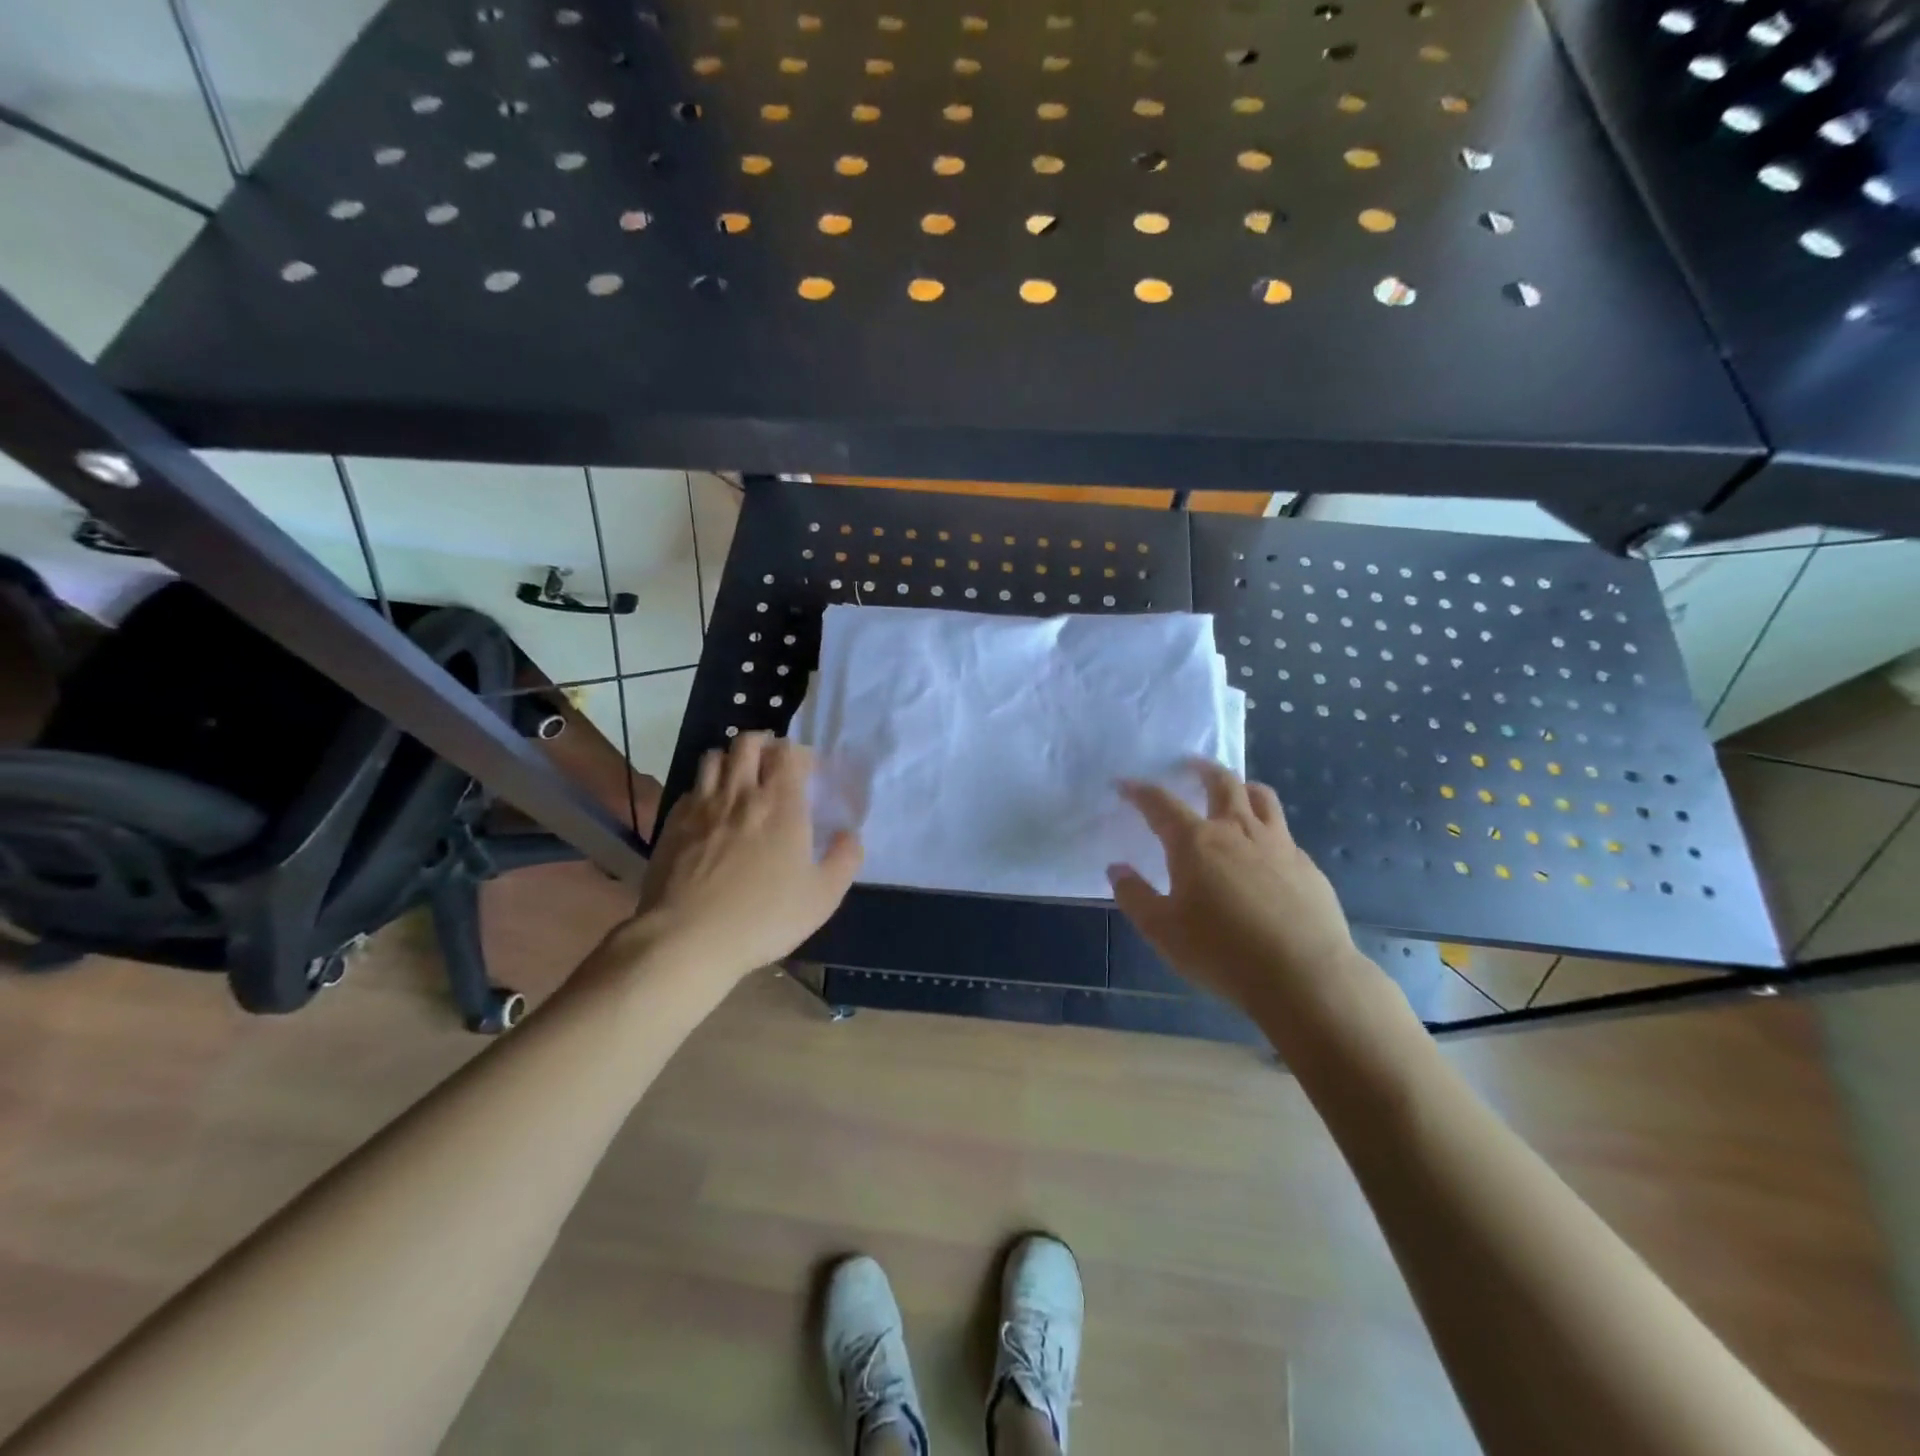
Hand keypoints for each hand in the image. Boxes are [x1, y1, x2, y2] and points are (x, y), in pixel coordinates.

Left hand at [629, 733, 861, 982]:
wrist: (688, 939)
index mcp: (780, 803)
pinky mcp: (672, 823)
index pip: (788, 752)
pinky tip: (711, 811)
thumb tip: (850, 835)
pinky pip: (691, 788)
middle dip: (764, 744)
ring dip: (731, 760)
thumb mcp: (823, 896)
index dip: (799, 753)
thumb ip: (845, 859)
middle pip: (747, 742)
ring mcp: (701, 806)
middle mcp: (740, 793)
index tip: (808, 772)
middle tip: (773, 764)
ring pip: (713, 757)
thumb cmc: (763, 917)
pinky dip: (705, 788)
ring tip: (740, 779)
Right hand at [1109, 761, 1366, 1015]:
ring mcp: (1279, 845)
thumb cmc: (1222, 952)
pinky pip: (1284, 833)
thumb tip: (1117, 868)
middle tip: (1190, 764)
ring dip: (1243, 786)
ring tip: (1235, 789)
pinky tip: (1265, 851)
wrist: (1304, 976)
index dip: (1139, 791)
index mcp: (1196, 842)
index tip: (1124, 784)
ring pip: (1262, 798)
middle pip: (1222, 782)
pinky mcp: (1307, 866)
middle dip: (1202, 769)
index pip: (1160, 803)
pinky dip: (1268, 828)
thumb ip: (1135, 896)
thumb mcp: (1162, 931)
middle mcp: (1237, 831)